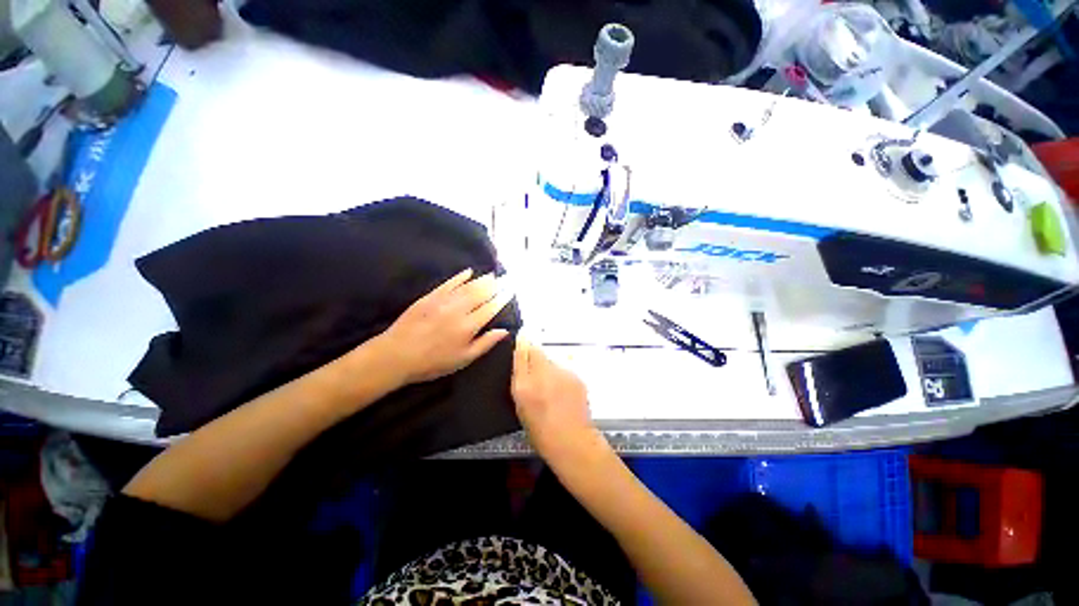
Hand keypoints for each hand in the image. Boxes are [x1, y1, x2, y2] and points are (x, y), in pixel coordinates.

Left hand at [375, 269, 512, 385]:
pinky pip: (448, 283)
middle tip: (506, 277)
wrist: (396, 355)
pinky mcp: (430, 297)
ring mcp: (443, 301)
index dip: (502, 297)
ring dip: (481, 280)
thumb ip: (485, 343)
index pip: (491, 308)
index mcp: (469, 326)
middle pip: (481, 293)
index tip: (511, 289)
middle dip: (495, 285)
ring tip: (492, 275)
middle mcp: (459, 310)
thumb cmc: (433, 362)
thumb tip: (504, 330)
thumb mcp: (463, 359)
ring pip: (467, 286)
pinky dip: (460, 277)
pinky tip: (468, 272)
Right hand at [512, 337, 597, 459]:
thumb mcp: (521, 407)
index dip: (522, 343)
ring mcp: (561, 374)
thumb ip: (520, 380)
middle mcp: (542, 375)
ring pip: (551, 360)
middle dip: (534, 354)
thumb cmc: (541, 431)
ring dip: (549, 367)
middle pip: (537, 350)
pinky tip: (563, 391)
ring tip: (552, 387)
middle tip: (535, 369)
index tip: (522, 338)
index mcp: (524, 386)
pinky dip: (561, 376)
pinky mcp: (576, 376)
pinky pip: (563, 369)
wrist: (572, 441)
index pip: (522, 352)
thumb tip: (522, 359)